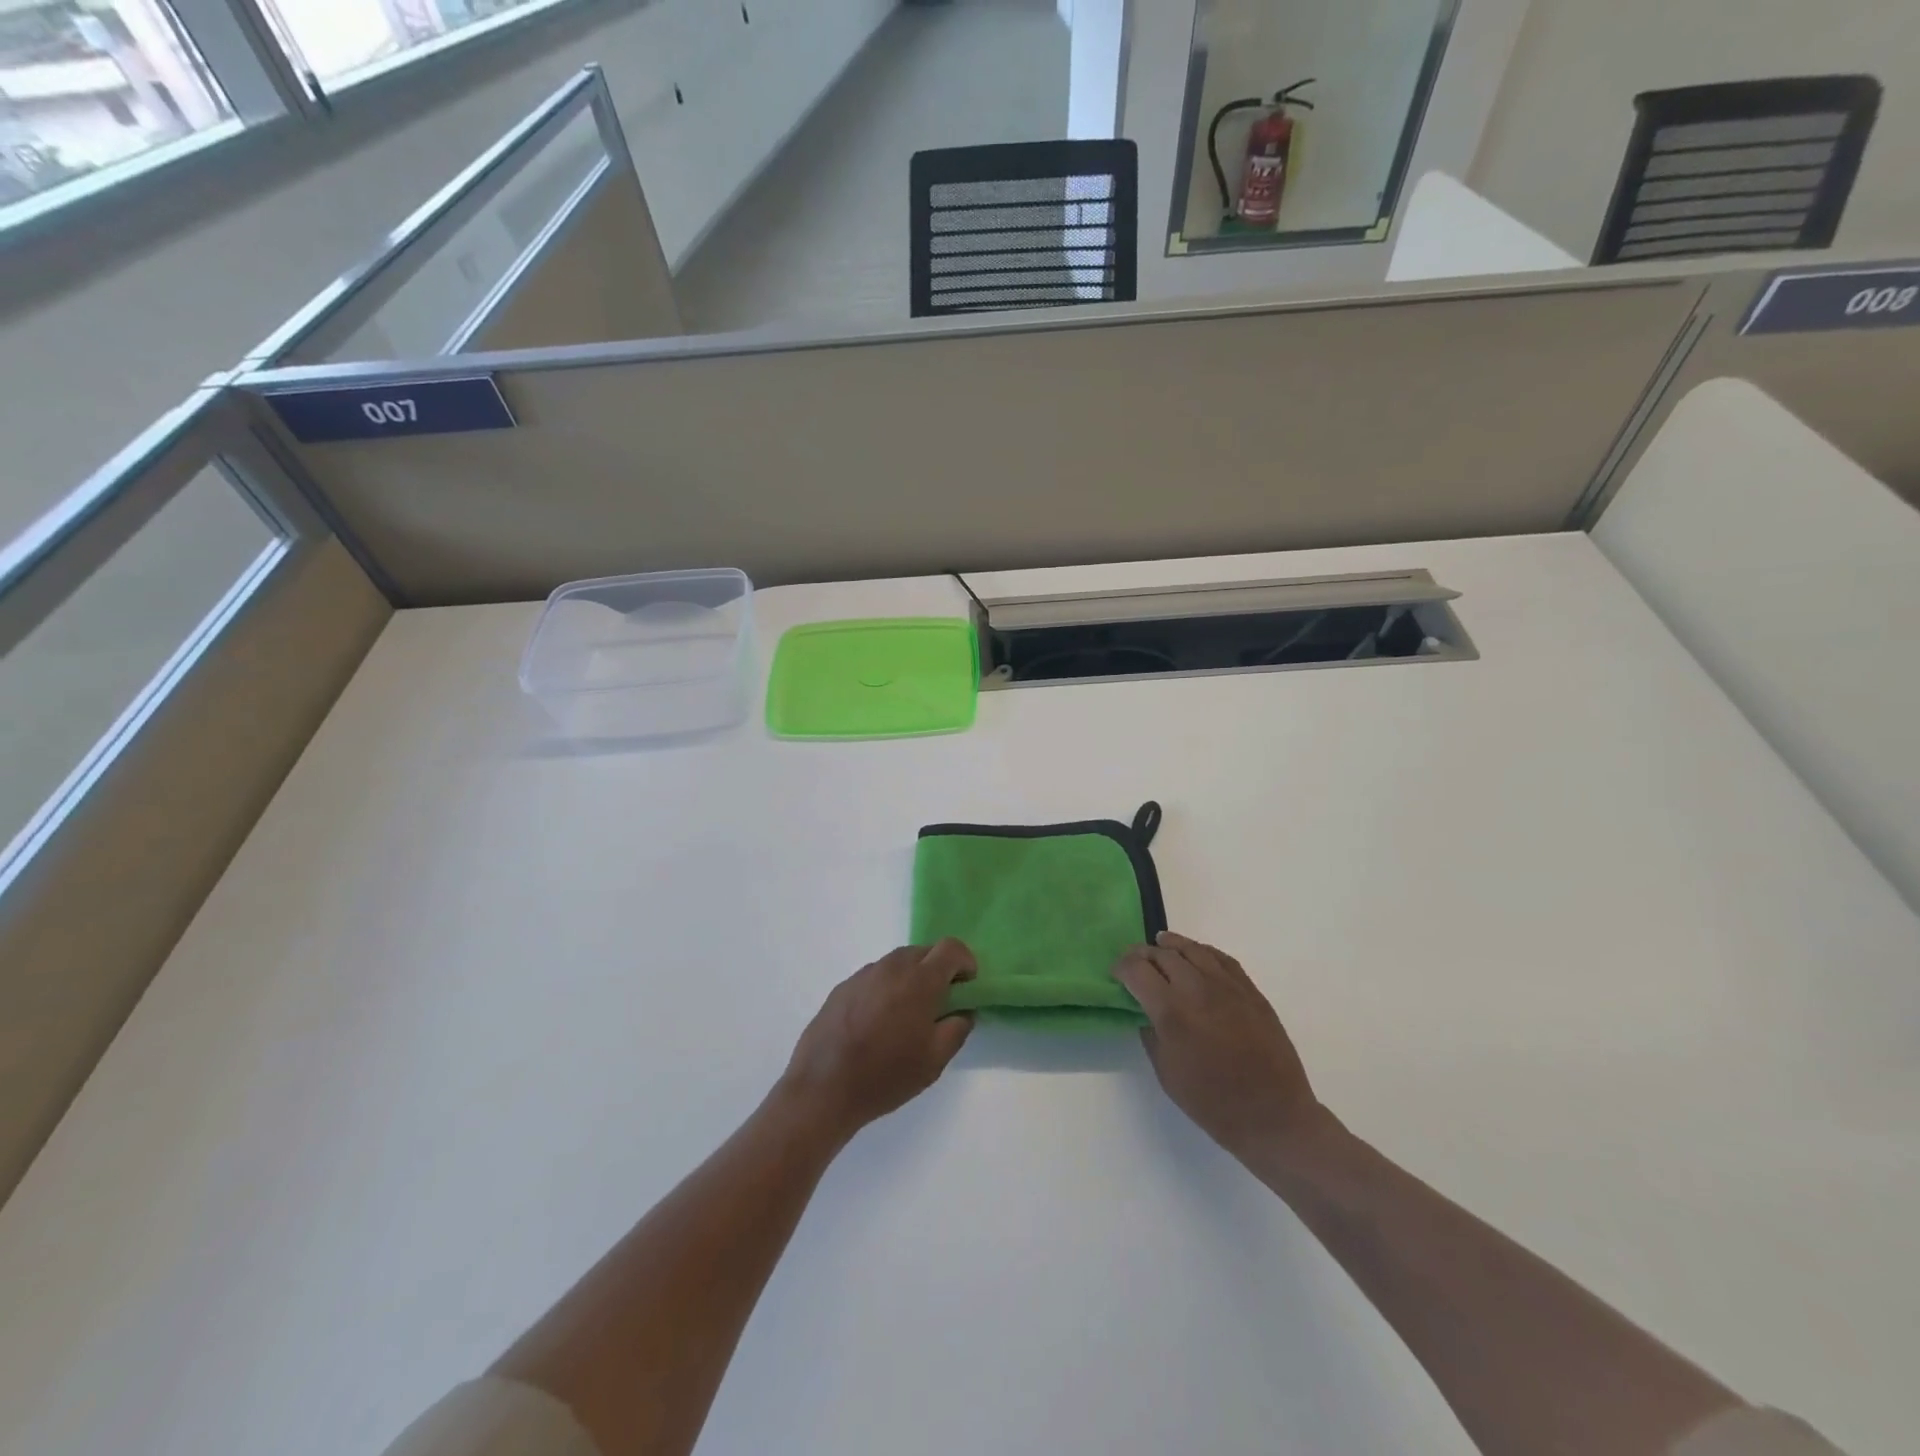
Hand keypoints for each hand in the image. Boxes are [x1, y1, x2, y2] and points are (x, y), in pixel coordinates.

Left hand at [779, 940, 976, 1142]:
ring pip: (898, 963)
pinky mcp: (842, 987)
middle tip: (940, 1004)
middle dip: (939, 970)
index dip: (965, 962)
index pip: (951, 948)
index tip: (967, 986)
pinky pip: (875, 977)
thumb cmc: (885, 1075)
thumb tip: (963, 1010)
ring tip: (906, 1016)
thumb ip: (958, 1028)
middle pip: (924, 951)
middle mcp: (891, 967)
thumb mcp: (934, 1061)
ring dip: (911, 978)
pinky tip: (877, 1022)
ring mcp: (863, 974)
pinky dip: (886, 988)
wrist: (822, 1088)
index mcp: (919, 980)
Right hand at [1114, 932, 1330, 1159]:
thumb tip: (1146, 1011)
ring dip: (1171, 945)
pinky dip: (1203, 952)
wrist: (1273, 1116)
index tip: (1116, 974)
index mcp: (1172, 1012)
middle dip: (1143, 954)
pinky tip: (1196, 955)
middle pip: (1163, 954)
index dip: (1121, 967)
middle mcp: (1197, 989)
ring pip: (1193, 949)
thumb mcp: (1166, 1074)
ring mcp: (1228, 986)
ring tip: (1161, 944)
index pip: (1137, 970)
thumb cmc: (1213, 1102)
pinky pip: (1222, 959)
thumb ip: (1151, 1034)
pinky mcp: (1250, 991)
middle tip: (1135, 962)